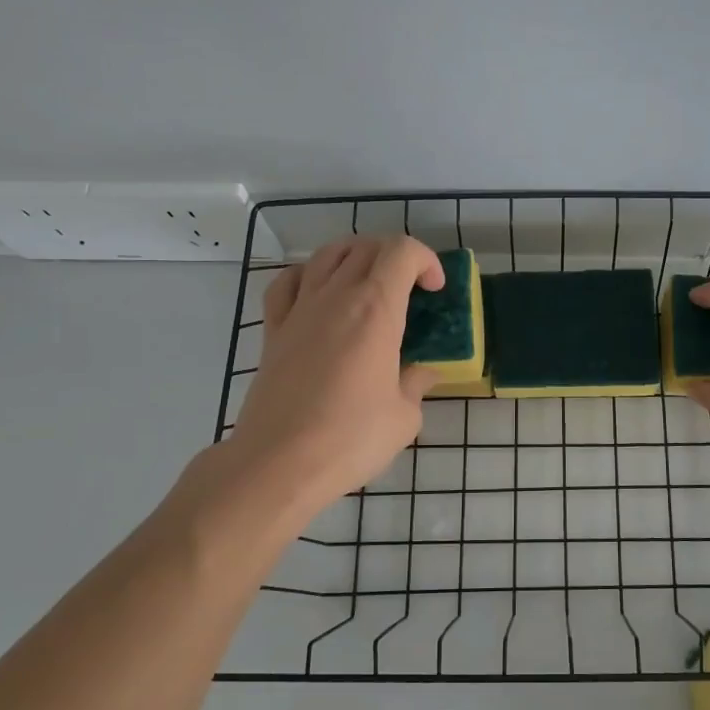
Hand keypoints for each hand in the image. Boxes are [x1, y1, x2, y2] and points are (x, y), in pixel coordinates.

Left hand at [173, 236, 442, 539]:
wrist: (278, 463)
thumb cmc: (350, 439)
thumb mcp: (404, 417)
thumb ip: (417, 384)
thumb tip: (422, 372)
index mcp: (375, 310)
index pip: (402, 252)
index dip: (426, 260)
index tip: (435, 290)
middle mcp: (336, 297)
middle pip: (367, 247)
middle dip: (397, 257)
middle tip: (411, 287)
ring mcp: (300, 310)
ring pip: (328, 254)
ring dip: (356, 256)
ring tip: (370, 282)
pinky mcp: (274, 330)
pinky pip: (289, 282)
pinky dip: (310, 275)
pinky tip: (320, 293)